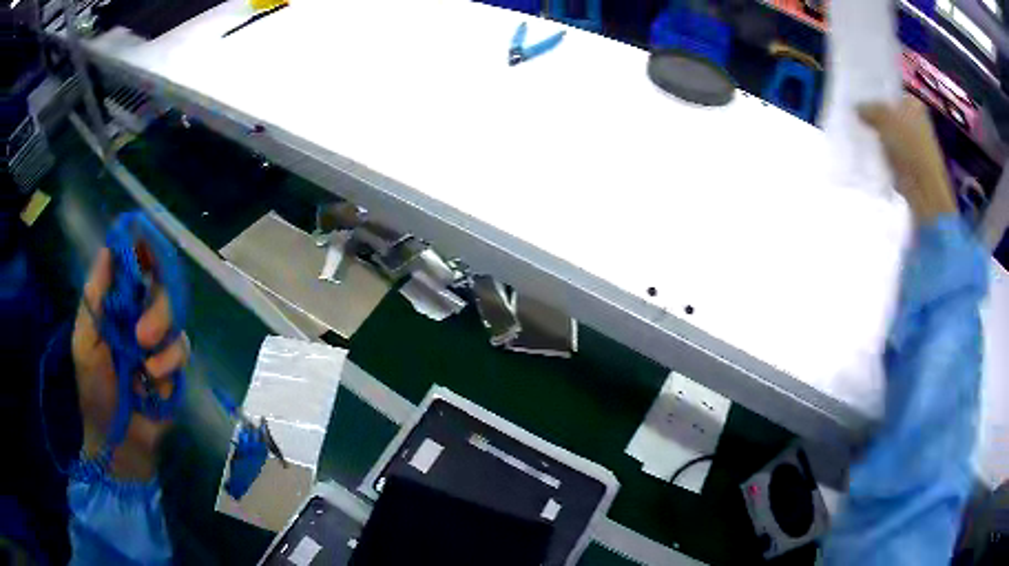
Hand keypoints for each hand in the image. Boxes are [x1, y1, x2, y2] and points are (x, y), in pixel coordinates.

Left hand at [73, 248, 189, 479]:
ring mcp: (158, 341)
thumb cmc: (94, 392)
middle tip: (143, 335)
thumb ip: (94, 299)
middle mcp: (139, 315)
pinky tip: (155, 383)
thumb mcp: (84, 343)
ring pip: (176, 316)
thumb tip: (108, 250)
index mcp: (116, 305)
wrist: (118, 442)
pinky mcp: (174, 366)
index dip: (143, 248)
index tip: (148, 243)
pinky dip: (170, 364)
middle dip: (159, 305)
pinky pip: (182, 349)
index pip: (134, 264)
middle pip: (162, 285)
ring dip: (164, 338)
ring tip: (148, 367)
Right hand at [859, 95, 957, 224]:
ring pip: (891, 134)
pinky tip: (873, 154)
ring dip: (879, 137)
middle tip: (858, 116)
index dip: (875, 95)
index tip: (858, 99)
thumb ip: (868, 109)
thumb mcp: (883, 118)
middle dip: (876, 116)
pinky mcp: (911, 165)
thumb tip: (857, 108)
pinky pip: (892, 153)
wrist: (924, 190)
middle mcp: (917, 120)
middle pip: (890, 114)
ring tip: (863, 135)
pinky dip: (884, 154)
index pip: (890, 94)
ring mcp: (915, 144)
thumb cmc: (909, 147)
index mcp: (913, 103)